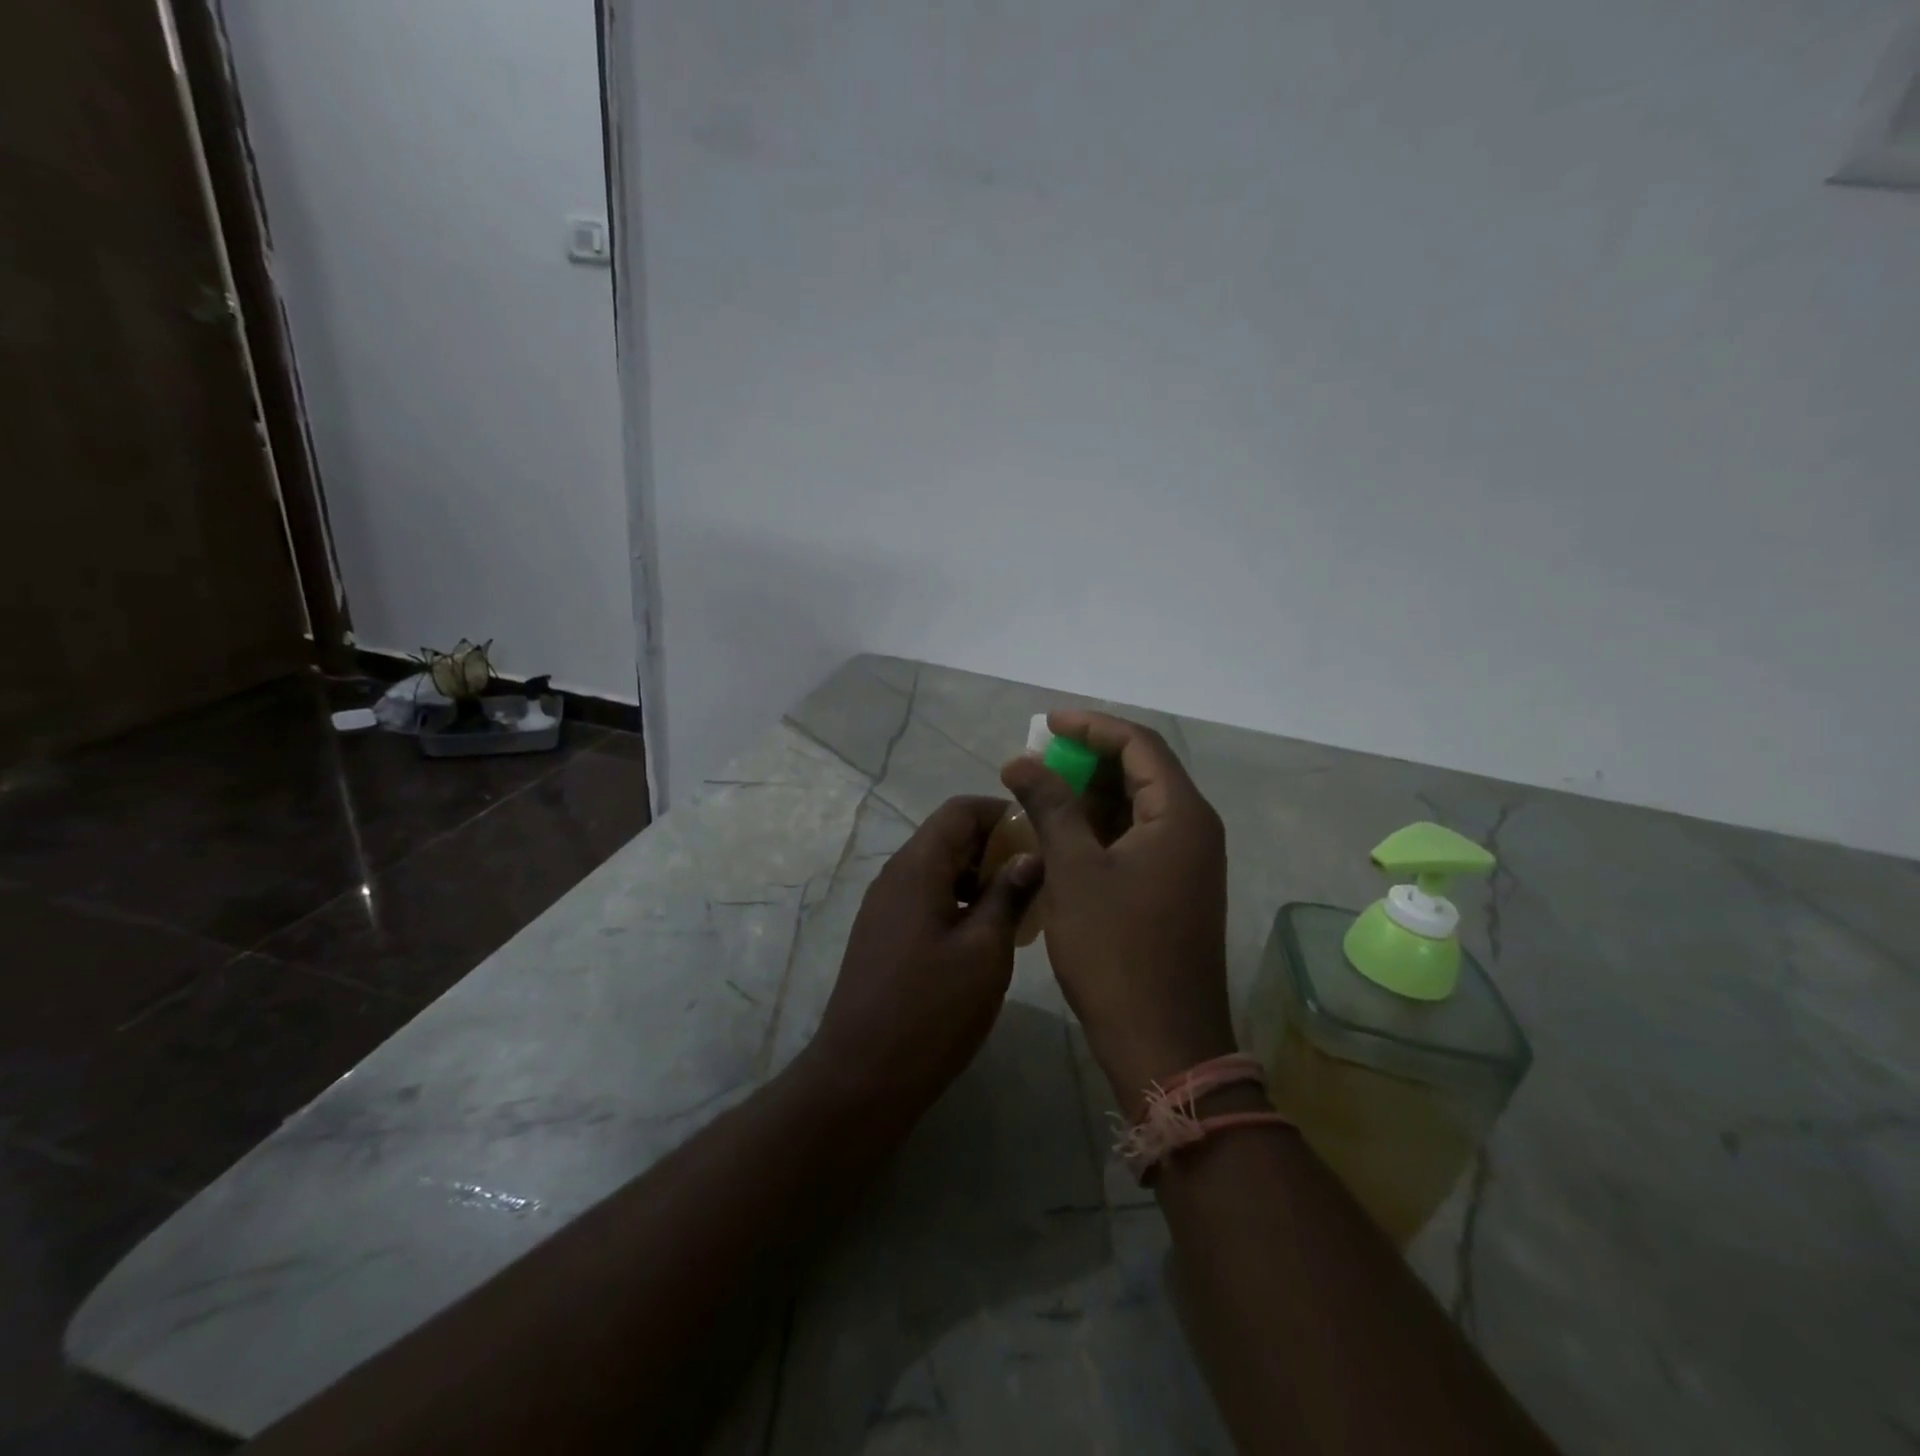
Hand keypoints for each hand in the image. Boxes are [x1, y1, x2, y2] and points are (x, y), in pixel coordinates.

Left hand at [800, 796, 1043, 1115]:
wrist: (861, 1076)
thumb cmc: (931, 1010)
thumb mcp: (984, 951)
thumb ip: (1008, 895)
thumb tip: (1032, 855)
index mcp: (917, 868)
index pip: (960, 810)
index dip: (1003, 815)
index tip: (1040, 841)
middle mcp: (895, 876)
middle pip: (948, 836)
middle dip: (995, 848)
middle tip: (1036, 880)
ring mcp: (885, 906)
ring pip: (938, 869)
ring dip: (978, 877)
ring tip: (1017, 910)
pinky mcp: (884, 934)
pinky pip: (926, 897)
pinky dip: (958, 901)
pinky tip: (984, 937)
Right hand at [1002, 711, 1233, 1109]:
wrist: (1163, 1042)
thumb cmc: (1116, 951)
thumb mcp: (1074, 870)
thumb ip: (1050, 805)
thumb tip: (1021, 760)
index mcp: (1180, 815)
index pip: (1139, 743)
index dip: (1091, 726)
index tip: (1046, 724)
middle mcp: (1193, 829)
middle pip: (1142, 770)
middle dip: (1088, 759)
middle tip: (1038, 760)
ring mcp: (1187, 862)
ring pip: (1137, 806)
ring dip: (1091, 794)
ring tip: (1041, 793)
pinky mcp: (1174, 888)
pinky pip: (1137, 837)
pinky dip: (1101, 827)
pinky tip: (1062, 835)